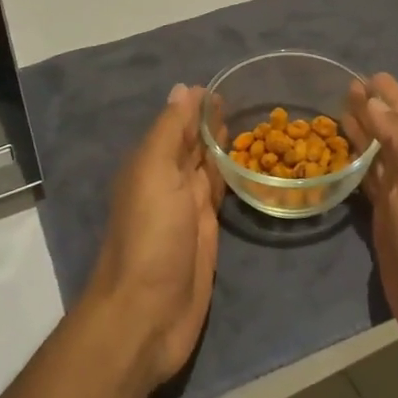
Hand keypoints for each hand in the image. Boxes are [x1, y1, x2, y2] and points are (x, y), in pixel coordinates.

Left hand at [86, 84, 223, 390]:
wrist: (147, 313)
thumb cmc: (150, 236)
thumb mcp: (154, 172)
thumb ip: (170, 132)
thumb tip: (183, 89)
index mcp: (151, 163)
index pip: (177, 124)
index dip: (197, 106)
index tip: (225, 84)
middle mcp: (168, 181)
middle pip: (192, 144)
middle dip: (211, 123)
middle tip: (244, 100)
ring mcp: (188, 209)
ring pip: (207, 168)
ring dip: (222, 148)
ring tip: (249, 124)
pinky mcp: (207, 235)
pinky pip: (220, 197)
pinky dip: (230, 178)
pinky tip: (246, 167)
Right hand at [346, 73, 397, 378]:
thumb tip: (374, 102)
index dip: (390, 94)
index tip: (367, 74)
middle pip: (392, 132)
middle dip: (372, 110)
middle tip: (345, 88)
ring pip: (378, 157)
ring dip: (362, 135)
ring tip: (338, 114)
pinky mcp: (386, 225)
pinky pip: (368, 186)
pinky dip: (355, 169)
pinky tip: (340, 161)